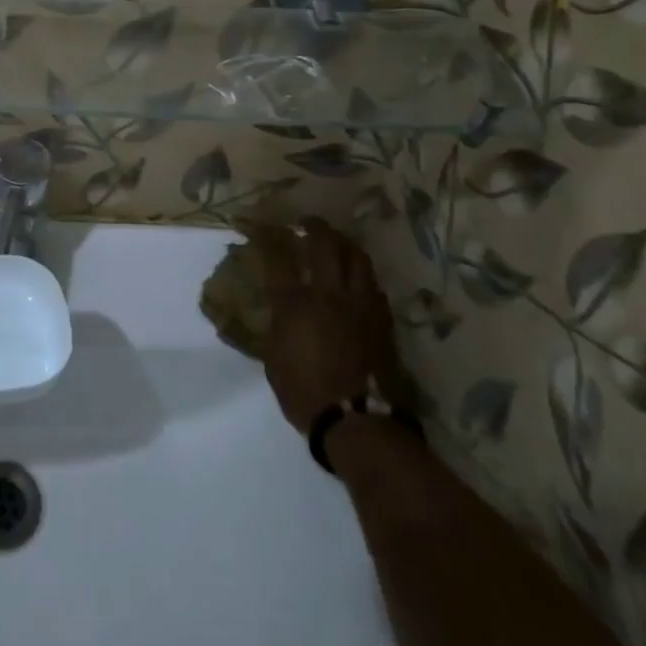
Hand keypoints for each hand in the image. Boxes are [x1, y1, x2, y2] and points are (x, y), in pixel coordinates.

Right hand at [255, 220, 409, 434]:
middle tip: (308, 222)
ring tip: (337, 240)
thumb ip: (274, 328)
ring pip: (356, 258)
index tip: (263, 225)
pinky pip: (373, 285)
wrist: (359, 423)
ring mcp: (360, 305)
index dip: (269, 236)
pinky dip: (362, 274)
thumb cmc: (305, 394)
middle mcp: (328, 295)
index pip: (279, 257)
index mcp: (295, 304)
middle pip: (324, 245)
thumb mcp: (273, 359)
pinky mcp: (382, 320)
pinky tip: (358, 278)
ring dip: (344, 243)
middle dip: (314, 227)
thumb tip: (274, 312)